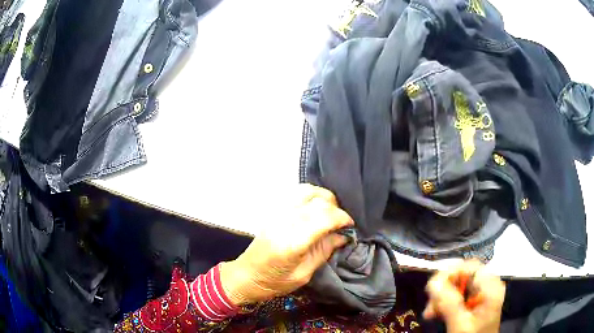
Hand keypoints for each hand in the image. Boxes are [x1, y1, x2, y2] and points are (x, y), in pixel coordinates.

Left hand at [220, 184, 353, 305]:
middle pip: (317, 201)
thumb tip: (343, 236)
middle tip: (341, 222)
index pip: (324, 217)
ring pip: (306, 190)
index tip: (350, 225)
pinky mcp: (273, 211)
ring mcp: (276, 213)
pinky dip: (311, 196)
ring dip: (323, 198)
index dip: (342, 218)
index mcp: (292, 242)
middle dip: (336, 208)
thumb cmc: (274, 282)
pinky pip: (295, 193)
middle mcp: (284, 222)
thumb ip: (324, 251)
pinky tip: (315, 208)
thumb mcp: (304, 275)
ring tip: (330, 212)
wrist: (246, 275)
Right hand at [423, 260, 505, 332]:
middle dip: (443, 289)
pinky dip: (447, 301)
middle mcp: (489, 283)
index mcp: (490, 287)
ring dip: (442, 296)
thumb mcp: (460, 324)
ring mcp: (483, 291)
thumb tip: (433, 283)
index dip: (448, 273)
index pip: (469, 266)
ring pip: (458, 283)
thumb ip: (449, 304)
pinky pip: (459, 292)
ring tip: (430, 313)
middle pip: (463, 274)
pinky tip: (438, 312)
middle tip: (429, 306)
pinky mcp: (477, 298)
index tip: (431, 289)